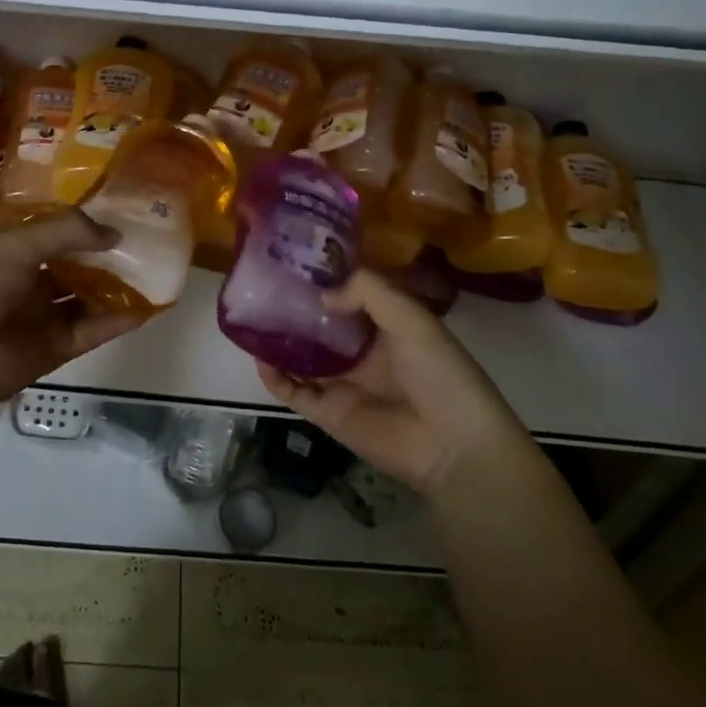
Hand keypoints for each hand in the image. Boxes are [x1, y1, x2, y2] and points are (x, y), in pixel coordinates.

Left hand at [0, 211, 144, 410]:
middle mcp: (35, 280)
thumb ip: (66, 232)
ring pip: (91, 296)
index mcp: (17, 251)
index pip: (59, 232)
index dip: (88, 223)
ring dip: (119, 286)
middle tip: (150, 240)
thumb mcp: (17, 245)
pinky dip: (119, 319)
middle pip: (80, 264)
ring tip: (157, 270)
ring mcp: (48, 315)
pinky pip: (95, 329)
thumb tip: (115, 234)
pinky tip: (147, 306)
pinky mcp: (60, 346)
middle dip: (109, 255)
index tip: (125, 209)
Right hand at [256, 270, 515, 493]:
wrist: (454, 446)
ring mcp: (342, 383)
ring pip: (300, 357)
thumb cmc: (440, 373)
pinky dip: (274, 377)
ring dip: (278, 341)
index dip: (325, 280)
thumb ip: (368, 292)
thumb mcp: (411, 318)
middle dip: (295, 309)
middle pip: (319, 326)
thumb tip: (322, 295)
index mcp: (386, 327)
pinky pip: (294, 392)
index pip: (349, 297)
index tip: (294, 260)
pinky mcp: (328, 413)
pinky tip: (259, 356)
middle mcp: (361, 353)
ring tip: (251, 317)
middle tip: (263, 286)